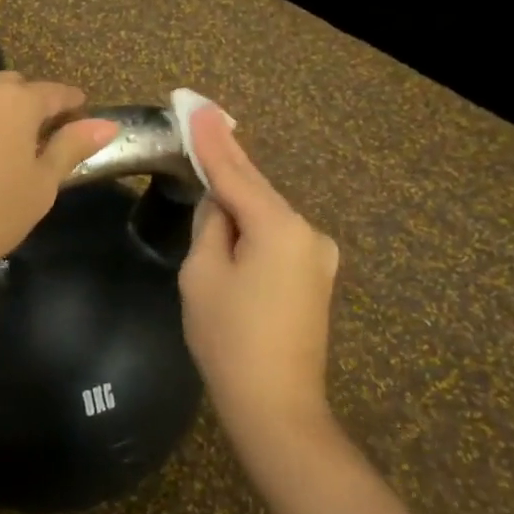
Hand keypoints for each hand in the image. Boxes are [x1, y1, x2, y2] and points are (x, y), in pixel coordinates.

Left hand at [0, 72, 119, 300]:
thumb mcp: (42, 186)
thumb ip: (71, 148)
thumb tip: (106, 124)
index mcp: (16, 101)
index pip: (55, 92)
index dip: (73, 103)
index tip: (85, 115)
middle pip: (13, 87)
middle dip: (33, 102)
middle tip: (48, 134)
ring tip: (7, 146)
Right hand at [180, 104, 338, 444]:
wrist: (277, 408)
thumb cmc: (229, 340)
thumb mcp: (202, 275)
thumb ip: (211, 225)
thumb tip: (220, 204)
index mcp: (279, 227)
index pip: (235, 173)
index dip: (210, 140)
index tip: (195, 105)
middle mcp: (308, 231)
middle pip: (256, 188)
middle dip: (227, 157)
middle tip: (203, 115)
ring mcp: (318, 255)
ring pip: (267, 213)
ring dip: (238, 195)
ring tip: (210, 163)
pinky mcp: (315, 277)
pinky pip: (277, 237)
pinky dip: (253, 224)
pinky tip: (234, 212)